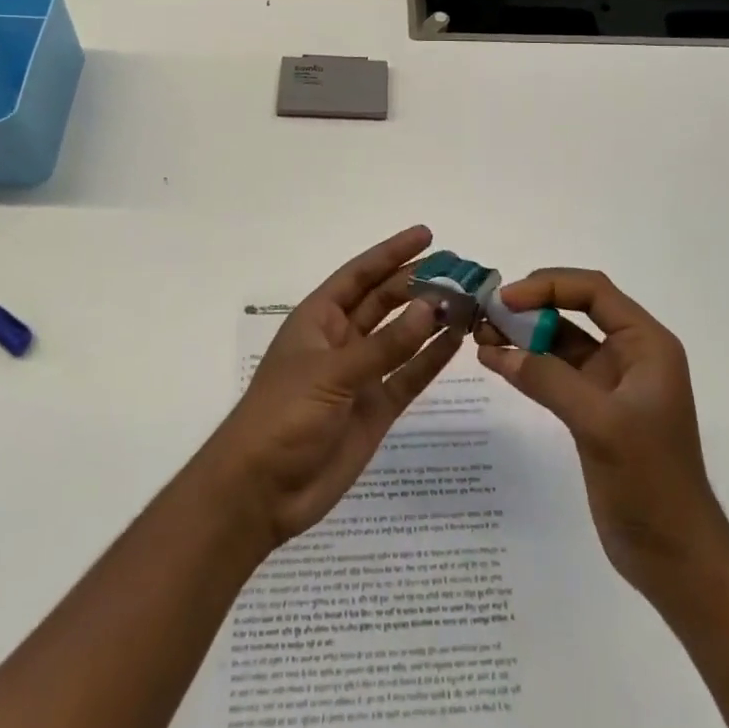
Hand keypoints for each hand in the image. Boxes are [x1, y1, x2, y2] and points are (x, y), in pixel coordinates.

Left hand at [200, 226, 464, 550]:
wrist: (260, 492)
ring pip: (401, 336)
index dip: (391, 253)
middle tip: (460, 271)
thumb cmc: (282, 416)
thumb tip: (431, 307)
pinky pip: (409, 375)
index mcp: (319, 318)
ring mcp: (360, 374)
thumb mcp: (331, 373)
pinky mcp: (375, 408)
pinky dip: (431, 358)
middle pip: (385, 301)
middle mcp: (341, 339)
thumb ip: (384, 344)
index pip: (360, 275)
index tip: (427, 235)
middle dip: (418, 284)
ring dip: (430, 318)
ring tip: (467, 300)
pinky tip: (457, 340)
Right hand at [476, 269, 728, 592]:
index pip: (593, 291)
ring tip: (482, 335)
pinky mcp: (593, 409)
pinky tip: (495, 361)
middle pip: (575, 308)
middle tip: (486, 314)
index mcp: (646, 344)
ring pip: (561, 339)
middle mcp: (630, 353)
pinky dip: (526, 363)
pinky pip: (555, 371)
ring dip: (524, 334)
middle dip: (531, 306)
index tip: (506, 299)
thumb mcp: (601, 424)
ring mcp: (611, 382)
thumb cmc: (651, 482)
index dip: (547, 286)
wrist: (676, 559)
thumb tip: (499, 351)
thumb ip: (550, 380)